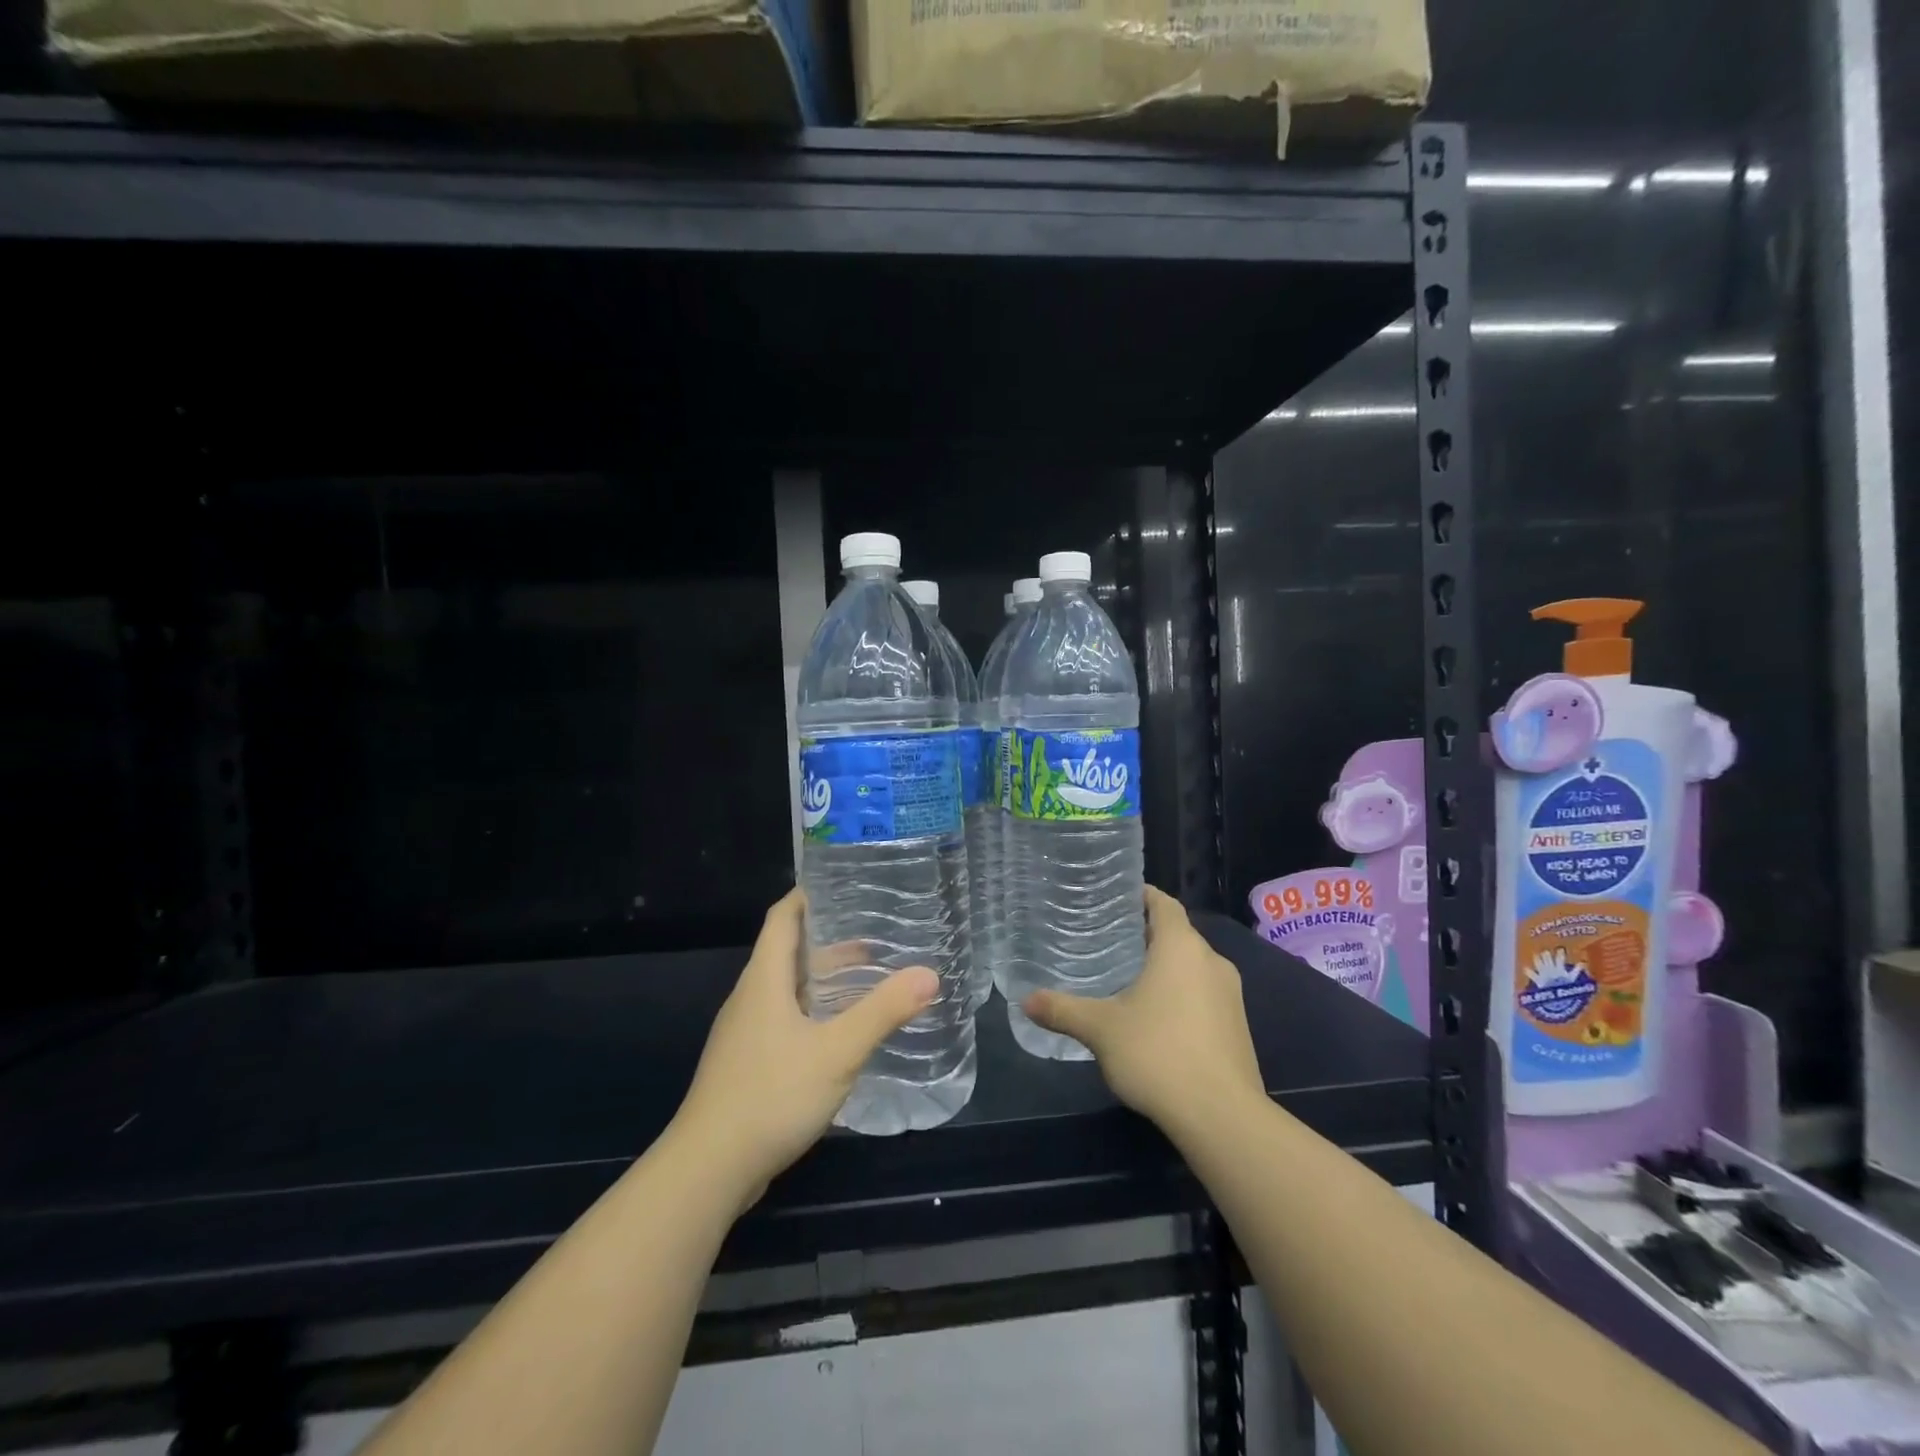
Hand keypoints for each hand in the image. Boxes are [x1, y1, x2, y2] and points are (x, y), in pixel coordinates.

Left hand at [673, 889, 937, 1210]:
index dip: (808, 895)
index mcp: (764, 979)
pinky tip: (839, 1033)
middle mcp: (750, 997)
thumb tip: (929, 975)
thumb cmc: (772, 1094)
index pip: (782, 917)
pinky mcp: (746, 1064)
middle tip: (875, 938)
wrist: (708, 1169)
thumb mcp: (838, 1051)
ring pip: (786, 989)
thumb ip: (883, 1011)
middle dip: (829, 941)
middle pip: (787, 952)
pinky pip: (783, 1019)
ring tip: (866, 981)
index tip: (844, 884)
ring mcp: (744, 1033)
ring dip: (823, 979)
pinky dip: (813, 1011)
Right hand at [1022, 886, 1263, 1139]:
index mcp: (1181, 947)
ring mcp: (1230, 995)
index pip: (1164, 903)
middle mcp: (1211, 961)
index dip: (1141, 896)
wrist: (1222, 1117)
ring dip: (1164, 967)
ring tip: (1126, 978)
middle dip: (1145, 935)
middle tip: (1107, 941)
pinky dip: (1180, 994)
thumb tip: (1026, 1000)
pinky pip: (1203, 994)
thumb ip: (1062, 1010)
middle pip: (1177, 934)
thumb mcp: (1100, 1029)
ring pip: (1192, 966)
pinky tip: (1155, 1018)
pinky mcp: (1237, 1026)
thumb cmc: (1158, 1054)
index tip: (1114, 899)